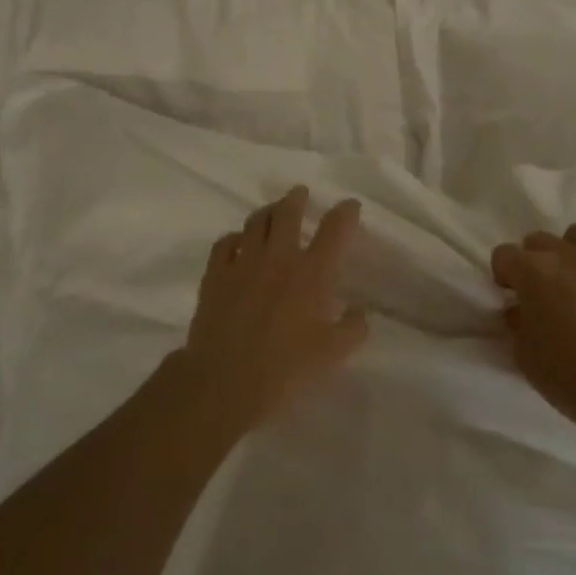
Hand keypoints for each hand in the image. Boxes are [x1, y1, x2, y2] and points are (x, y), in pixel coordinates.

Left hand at [180, 186, 369, 431]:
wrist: (224, 381)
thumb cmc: (284, 368)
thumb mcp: (332, 355)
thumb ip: (352, 329)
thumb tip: (359, 312)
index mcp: (311, 274)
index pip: (333, 231)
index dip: (344, 213)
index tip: (350, 205)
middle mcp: (277, 258)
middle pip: (286, 214)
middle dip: (296, 199)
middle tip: (300, 193)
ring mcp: (242, 263)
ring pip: (254, 222)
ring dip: (266, 212)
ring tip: (272, 210)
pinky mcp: (215, 275)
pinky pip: (224, 243)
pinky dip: (235, 237)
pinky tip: (237, 241)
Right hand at [492, 226, 575, 451]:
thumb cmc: (572, 379)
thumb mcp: (525, 356)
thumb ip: (517, 323)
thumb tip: (520, 309)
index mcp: (534, 272)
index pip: (505, 254)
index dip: (505, 274)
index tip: (512, 294)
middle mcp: (569, 254)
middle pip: (540, 241)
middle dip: (535, 262)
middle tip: (544, 291)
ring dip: (572, 252)